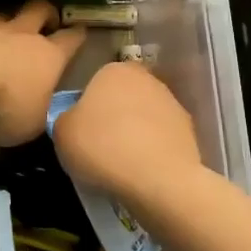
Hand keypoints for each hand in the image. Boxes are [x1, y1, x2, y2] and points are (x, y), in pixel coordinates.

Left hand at [0, 0, 84, 146]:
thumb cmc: (1, 106)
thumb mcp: (29, 126)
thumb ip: (36, 115)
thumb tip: (36, 114)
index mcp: (47, 57)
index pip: (70, 40)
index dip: (77, 37)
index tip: (80, 33)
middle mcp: (20, 34)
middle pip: (39, 10)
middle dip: (45, 13)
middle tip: (45, 19)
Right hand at [52, 61, 201, 203]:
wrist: (158, 180)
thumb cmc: (102, 147)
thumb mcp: (61, 132)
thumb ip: (65, 118)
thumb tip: (76, 120)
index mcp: (114, 70)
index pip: (94, 83)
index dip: (86, 108)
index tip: (81, 131)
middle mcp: (147, 79)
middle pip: (121, 98)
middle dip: (112, 117)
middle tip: (98, 147)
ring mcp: (172, 104)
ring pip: (142, 118)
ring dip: (133, 134)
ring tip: (121, 164)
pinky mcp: (189, 131)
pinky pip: (159, 139)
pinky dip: (151, 150)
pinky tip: (142, 170)